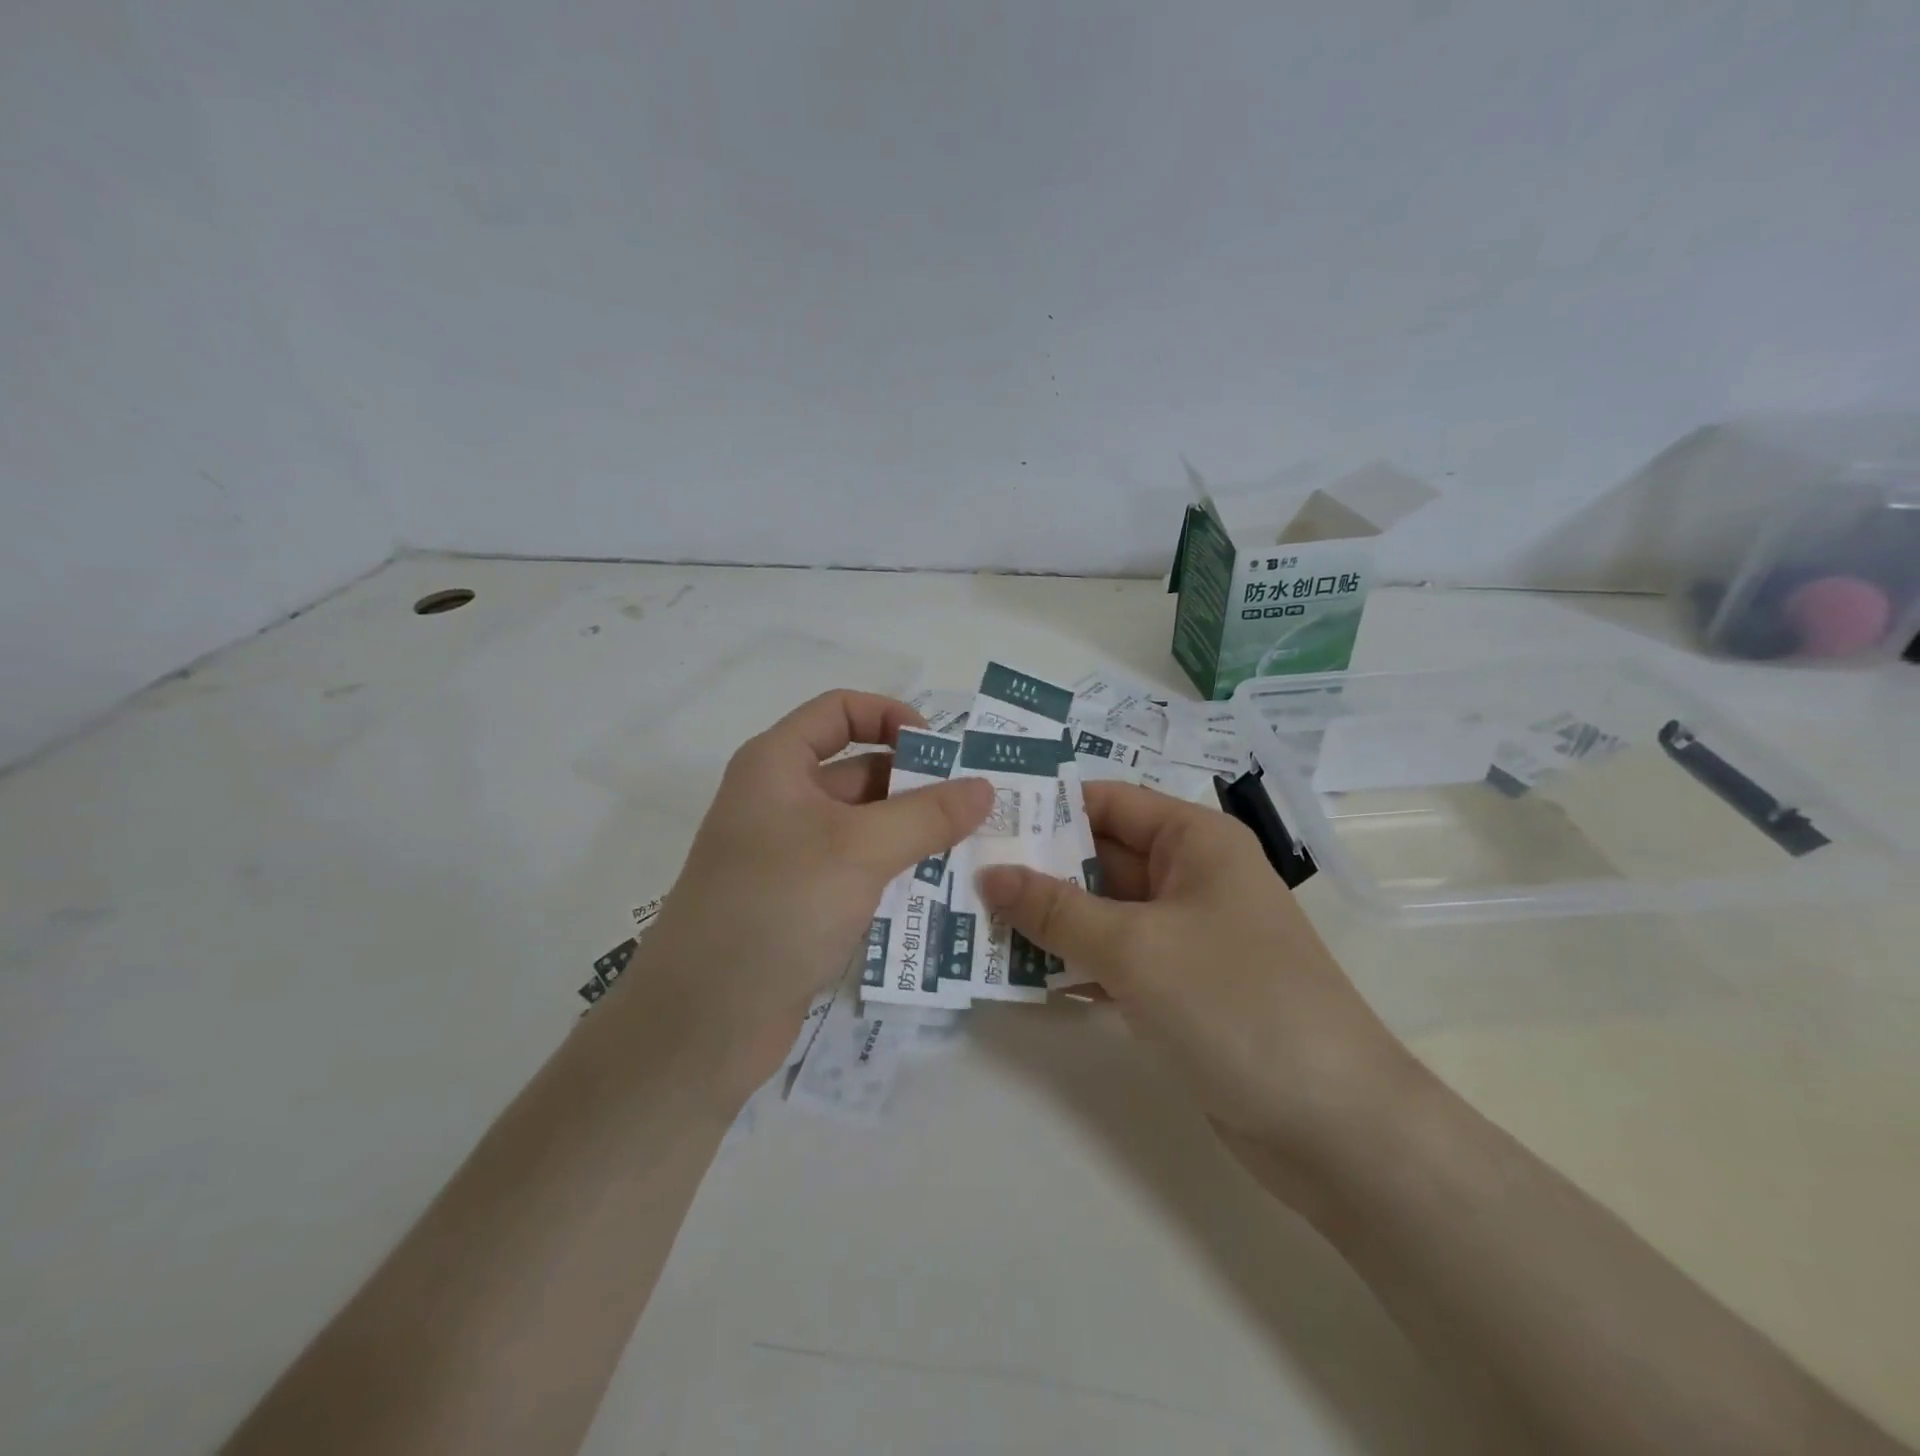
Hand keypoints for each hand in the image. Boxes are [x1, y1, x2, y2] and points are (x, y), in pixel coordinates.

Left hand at [631, 692, 991, 1103]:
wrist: (703, 1022)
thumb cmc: (777, 908)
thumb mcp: (860, 850)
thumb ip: (927, 815)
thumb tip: (985, 786)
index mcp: (776, 765)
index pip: (840, 711)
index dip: (892, 716)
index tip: (942, 753)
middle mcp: (781, 800)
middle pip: (860, 769)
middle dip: (918, 784)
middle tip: (979, 808)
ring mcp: (790, 854)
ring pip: (865, 825)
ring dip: (914, 832)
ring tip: (975, 847)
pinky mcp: (802, 902)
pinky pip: (859, 869)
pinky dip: (897, 871)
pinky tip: (941, 888)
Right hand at [975, 781, 1418, 1182]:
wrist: (1335, 1126)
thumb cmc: (1237, 1004)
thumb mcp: (1136, 947)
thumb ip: (1055, 909)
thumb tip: (989, 874)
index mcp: (1195, 841)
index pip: (1108, 802)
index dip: (1047, 806)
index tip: (982, 819)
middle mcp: (1191, 877)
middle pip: (1100, 857)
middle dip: (1036, 867)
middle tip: (961, 875)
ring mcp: (1186, 936)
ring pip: (1101, 912)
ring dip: (1046, 919)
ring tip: (972, 921)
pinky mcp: (1179, 988)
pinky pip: (1114, 959)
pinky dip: (1073, 963)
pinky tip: (1018, 975)